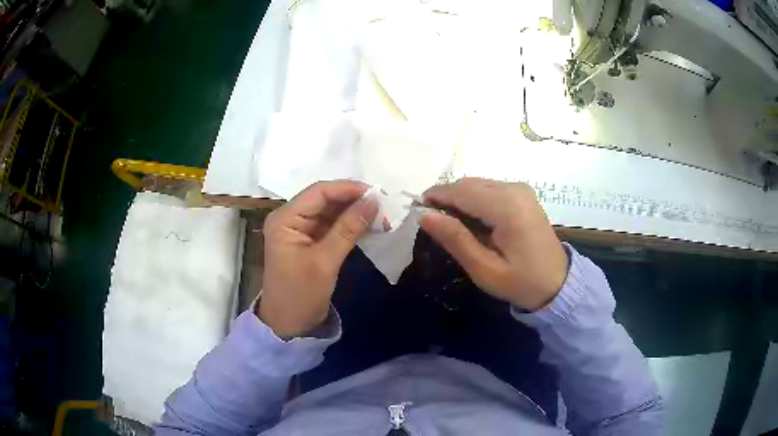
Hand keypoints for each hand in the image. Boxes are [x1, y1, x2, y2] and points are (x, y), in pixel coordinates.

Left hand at [258, 181, 377, 337]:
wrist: (288, 325)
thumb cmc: (300, 294)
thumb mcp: (325, 262)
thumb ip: (348, 229)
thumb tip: (374, 201)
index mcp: (285, 219)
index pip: (319, 192)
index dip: (348, 189)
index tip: (377, 193)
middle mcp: (290, 218)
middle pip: (325, 199)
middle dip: (354, 201)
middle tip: (384, 206)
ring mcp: (300, 230)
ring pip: (331, 212)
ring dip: (354, 213)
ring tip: (381, 216)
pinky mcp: (309, 241)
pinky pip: (332, 226)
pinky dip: (350, 225)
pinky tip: (369, 227)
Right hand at [419, 178, 568, 310]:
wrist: (558, 282)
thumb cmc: (521, 282)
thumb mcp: (485, 269)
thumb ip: (455, 239)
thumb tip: (424, 215)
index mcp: (507, 207)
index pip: (461, 191)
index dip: (435, 197)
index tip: (416, 210)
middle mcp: (515, 189)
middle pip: (468, 183)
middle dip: (446, 197)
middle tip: (432, 222)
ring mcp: (521, 189)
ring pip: (477, 183)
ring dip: (459, 198)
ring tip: (450, 224)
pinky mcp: (523, 193)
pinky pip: (489, 188)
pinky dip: (474, 199)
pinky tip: (471, 219)